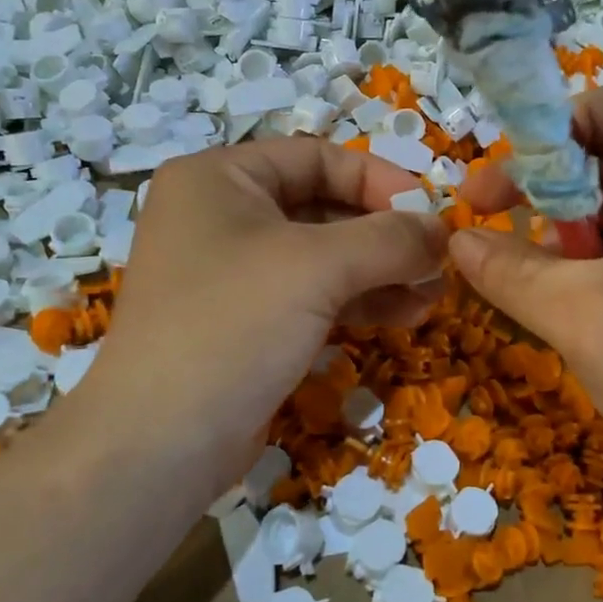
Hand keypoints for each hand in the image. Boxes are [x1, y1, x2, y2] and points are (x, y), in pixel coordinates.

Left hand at [85, 138, 448, 492]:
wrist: (159, 444)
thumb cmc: (233, 324)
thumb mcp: (318, 267)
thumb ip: (390, 239)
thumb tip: (443, 231)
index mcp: (220, 178)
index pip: (317, 157)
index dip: (380, 179)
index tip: (431, 212)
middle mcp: (222, 216)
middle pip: (324, 207)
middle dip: (386, 235)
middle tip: (439, 259)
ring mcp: (233, 273)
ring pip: (324, 257)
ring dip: (381, 272)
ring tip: (433, 294)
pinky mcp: (247, 322)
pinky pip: (313, 296)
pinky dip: (359, 301)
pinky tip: (405, 315)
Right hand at [452, 81, 602, 487]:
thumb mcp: (576, 314)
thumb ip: (509, 270)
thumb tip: (457, 240)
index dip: (567, 120)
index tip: (521, 172)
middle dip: (555, 179)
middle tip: (501, 218)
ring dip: (574, 221)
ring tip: (542, 268)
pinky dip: (602, 251)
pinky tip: (578, 295)